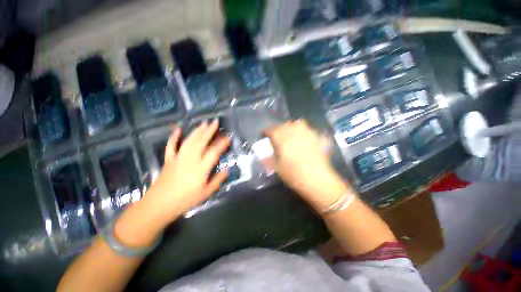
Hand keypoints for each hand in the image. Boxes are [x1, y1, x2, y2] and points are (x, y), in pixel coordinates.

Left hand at [144, 120, 229, 221]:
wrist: (159, 206)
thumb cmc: (185, 201)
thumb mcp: (206, 193)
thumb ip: (217, 180)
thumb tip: (227, 170)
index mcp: (200, 169)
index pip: (213, 153)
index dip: (221, 144)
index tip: (227, 137)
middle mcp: (190, 160)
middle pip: (201, 142)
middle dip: (209, 131)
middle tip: (215, 121)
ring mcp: (178, 159)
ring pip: (189, 141)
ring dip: (197, 131)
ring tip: (204, 123)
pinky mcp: (168, 160)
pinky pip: (171, 146)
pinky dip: (174, 137)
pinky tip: (178, 129)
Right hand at [264, 120, 348, 210]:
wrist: (318, 181)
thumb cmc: (294, 175)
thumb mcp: (277, 168)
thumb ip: (269, 158)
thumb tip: (264, 153)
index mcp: (282, 140)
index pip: (272, 130)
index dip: (267, 131)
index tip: (265, 135)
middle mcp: (295, 133)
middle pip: (284, 125)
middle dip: (278, 128)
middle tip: (276, 135)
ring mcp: (307, 134)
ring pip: (297, 124)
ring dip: (291, 127)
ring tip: (289, 133)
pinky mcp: (317, 138)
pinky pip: (308, 129)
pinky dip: (303, 131)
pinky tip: (303, 137)